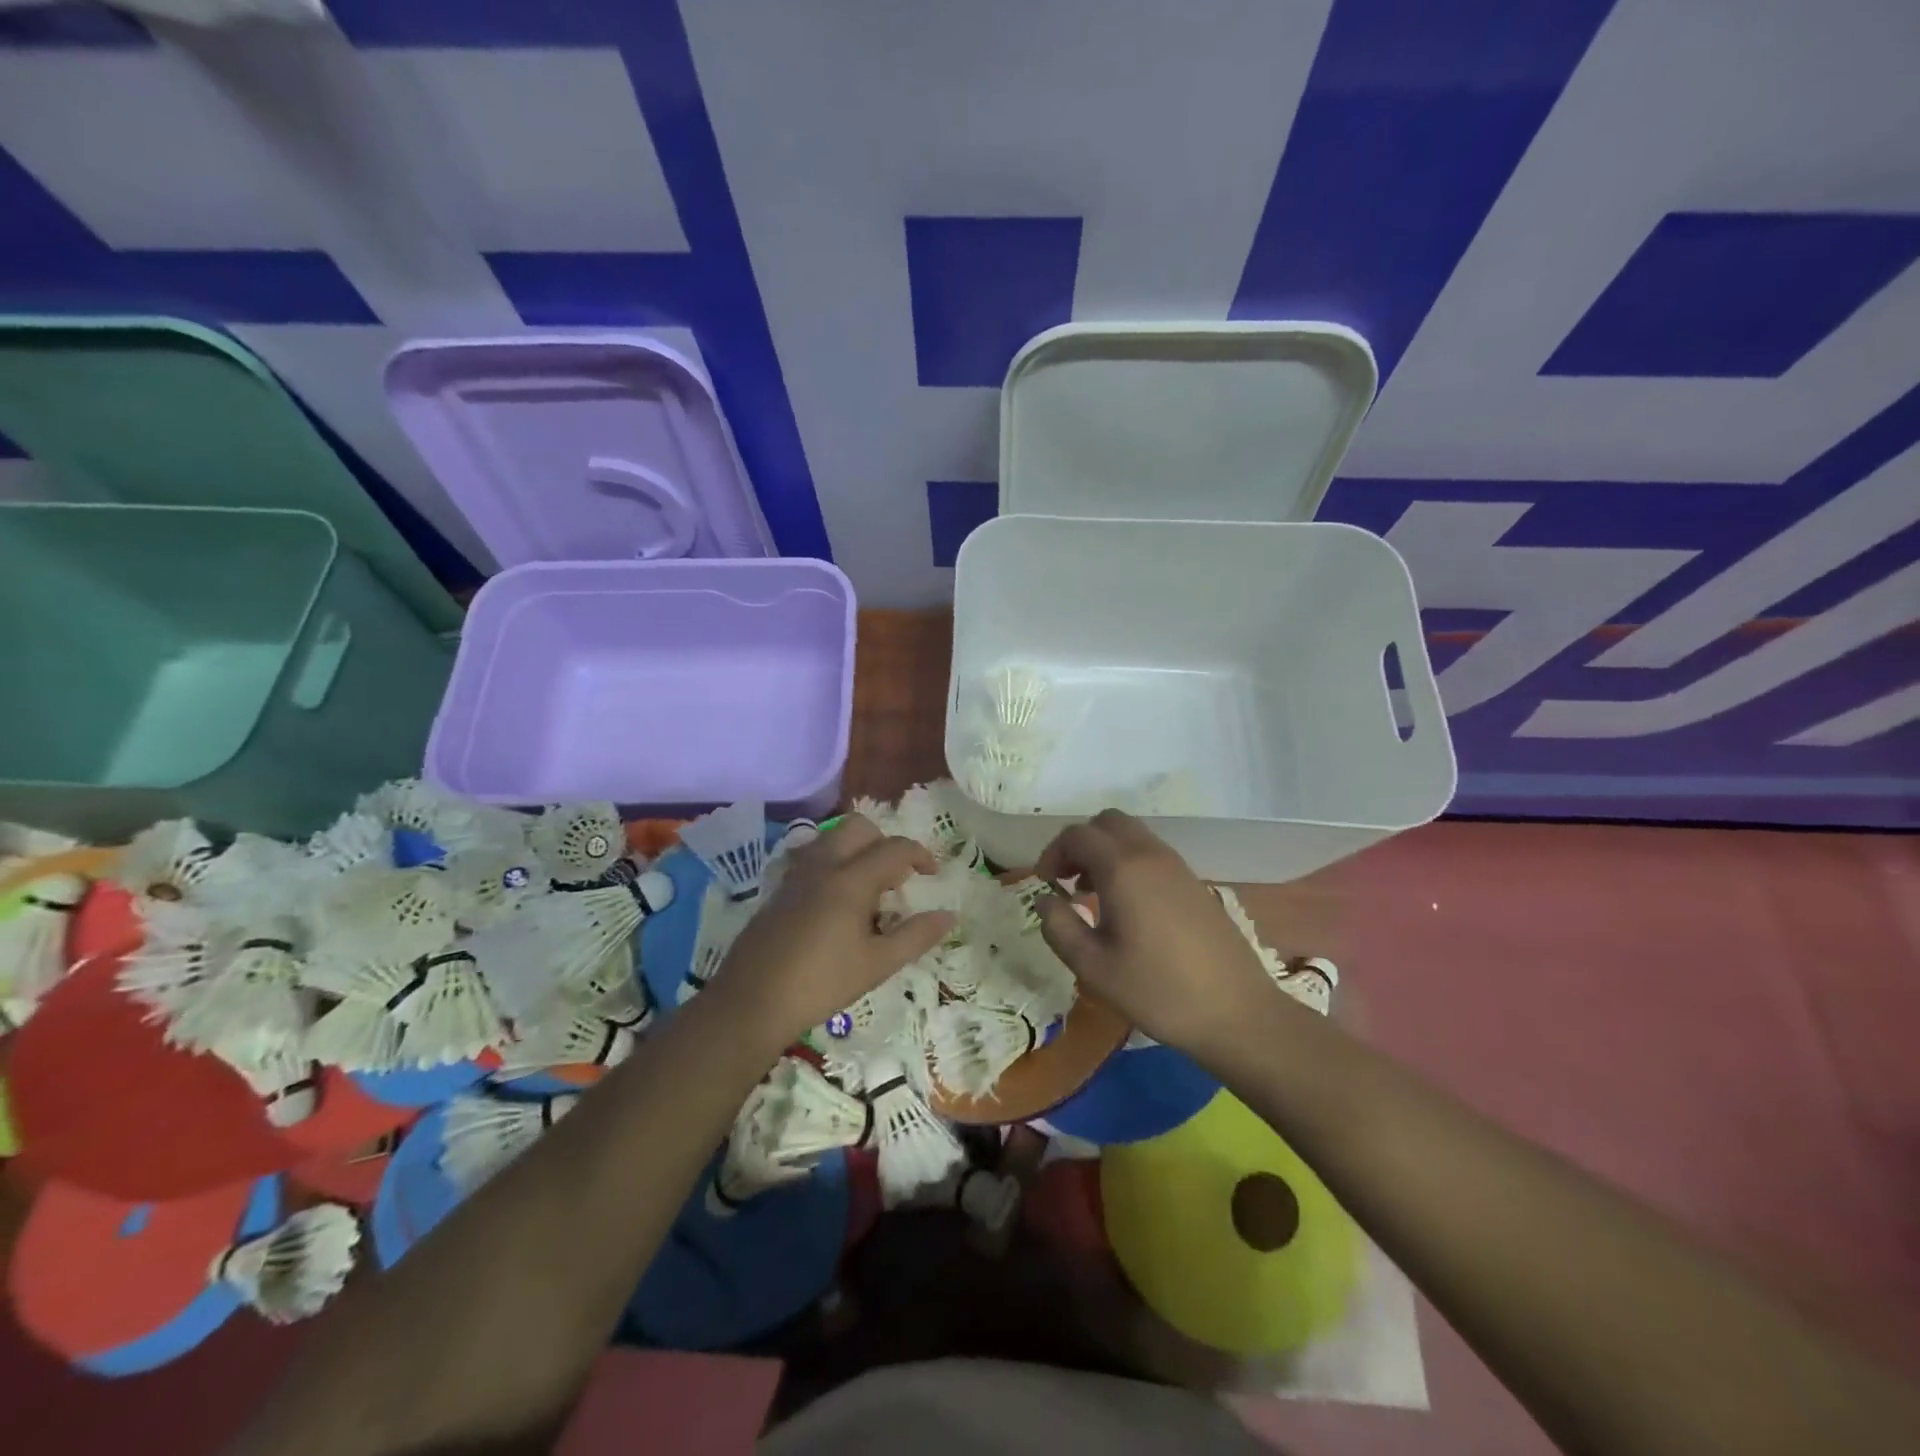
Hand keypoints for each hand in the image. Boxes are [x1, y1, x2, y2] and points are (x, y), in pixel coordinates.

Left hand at [708, 814, 954, 1050]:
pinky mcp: (780, 889)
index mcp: (851, 880)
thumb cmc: (821, 983)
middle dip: (884, 842)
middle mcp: (823, 865)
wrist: (751, 1001)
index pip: (895, 848)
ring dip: (857, 850)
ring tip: (867, 890)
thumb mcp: (877, 965)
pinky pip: (813, 857)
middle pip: (860, 827)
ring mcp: (796, 874)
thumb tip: (949, 915)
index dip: (921, 855)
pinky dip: (834, 863)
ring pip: (832, 838)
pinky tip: (836, 905)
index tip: (933, 875)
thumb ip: (916, 936)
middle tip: (895, 879)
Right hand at [1035, 809, 1279, 1060]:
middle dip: (1080, 843)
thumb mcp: (1093, 968)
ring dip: (1105, 852)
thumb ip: (1059, 928)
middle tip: (1066, 880)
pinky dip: (1129, 862)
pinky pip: (1152, 853)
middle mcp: (1151, 855)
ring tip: (1092, 895)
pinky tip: (1127, 906)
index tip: (1044, 885)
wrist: (1236, 1012)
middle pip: (1107, 822)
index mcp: (1123, 869)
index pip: (1077, 835)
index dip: (1052, 853)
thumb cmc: (1158, 991)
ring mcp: (1177, 866)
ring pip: (1132, 835)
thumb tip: (1044, 899)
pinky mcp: (1194, 882)